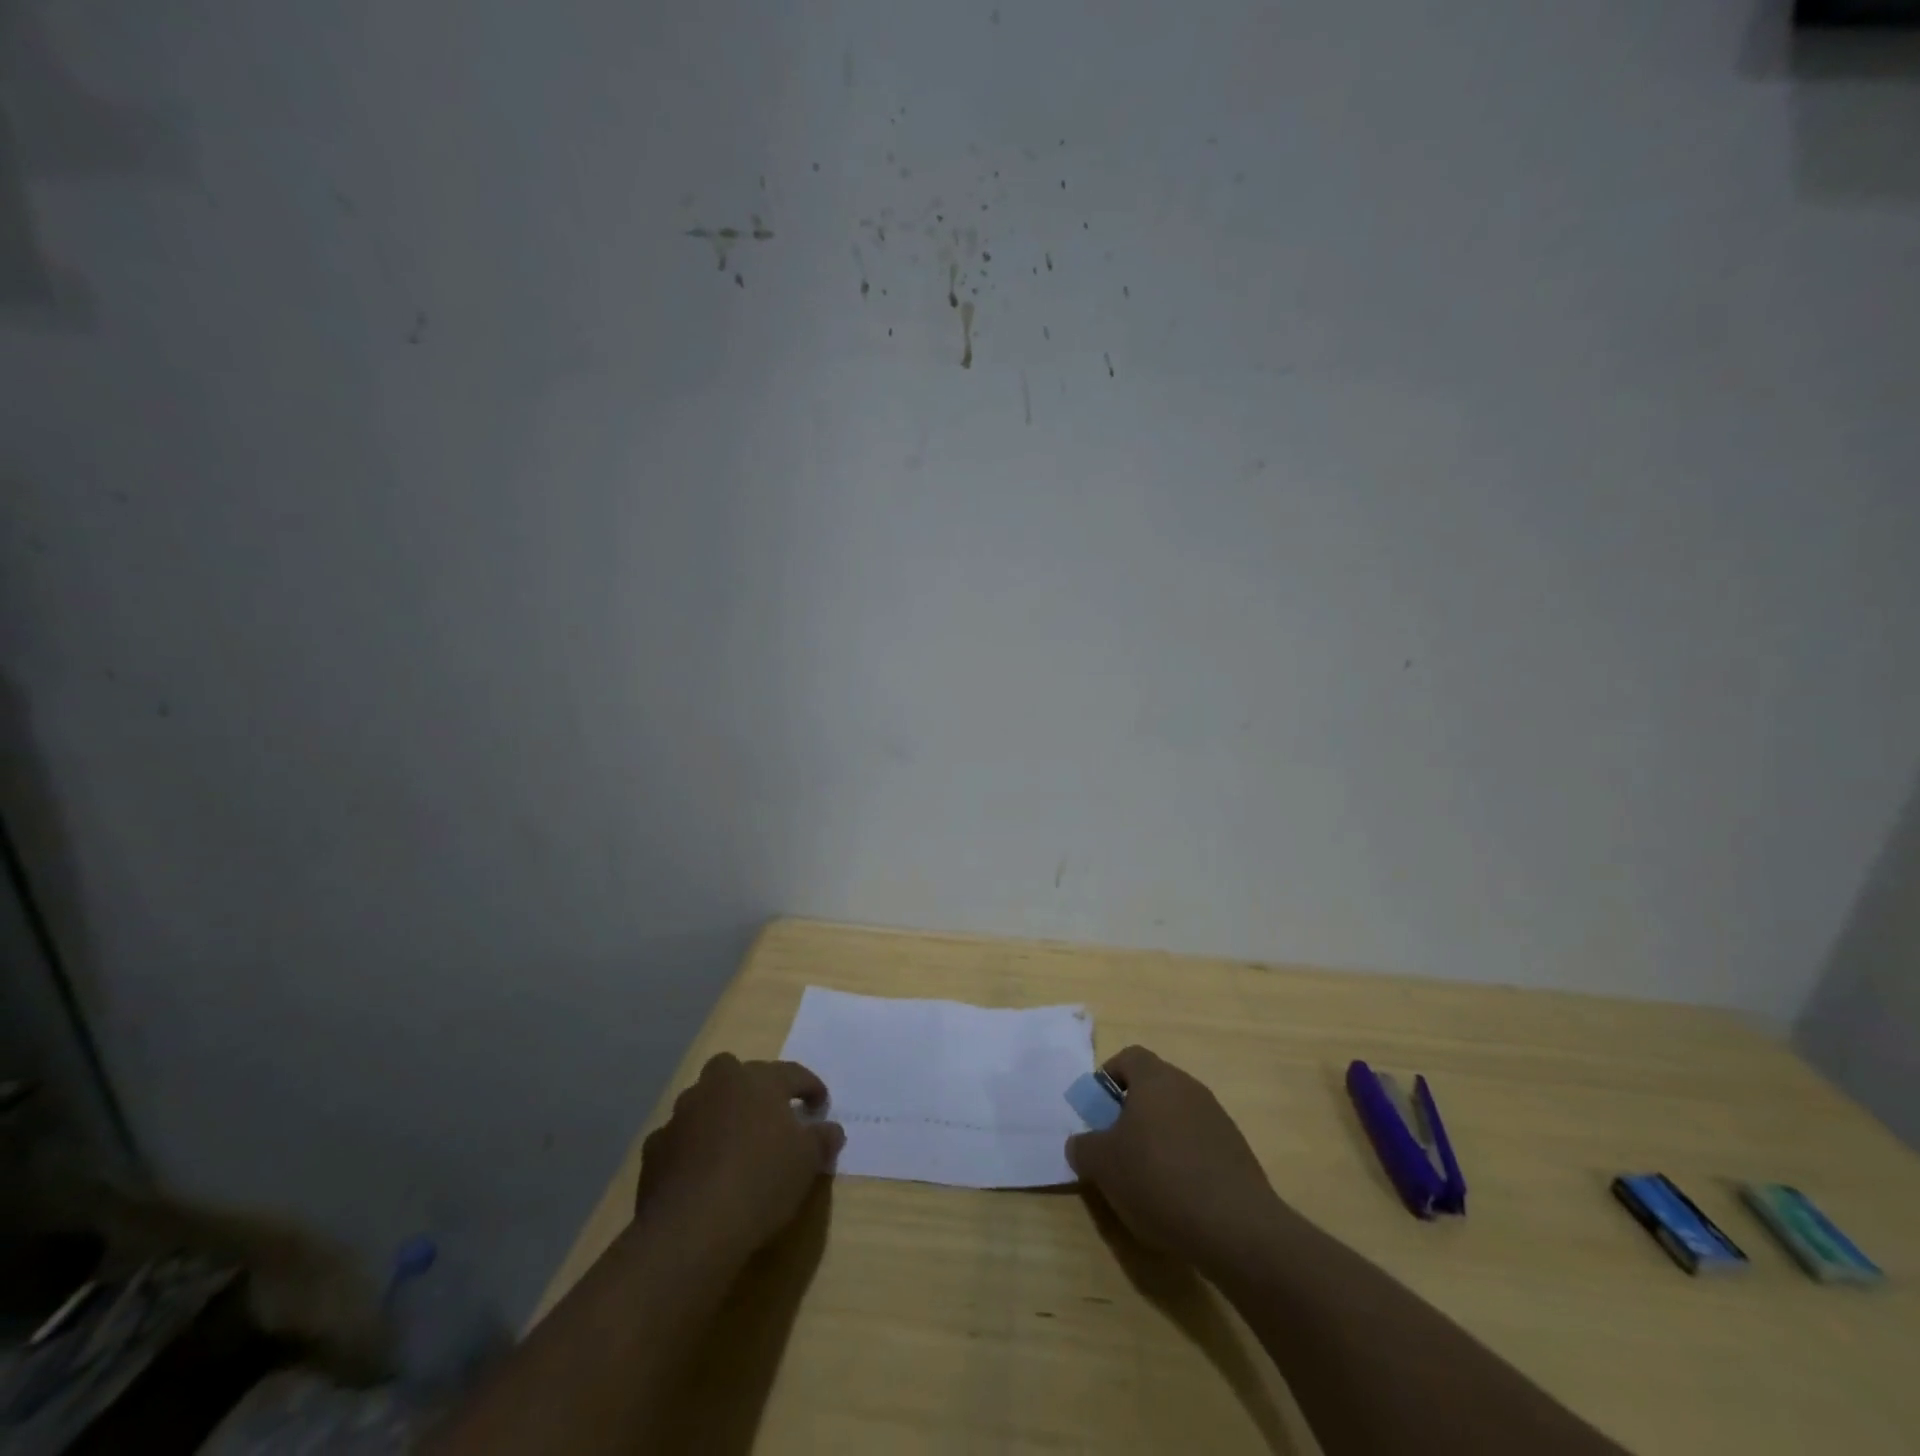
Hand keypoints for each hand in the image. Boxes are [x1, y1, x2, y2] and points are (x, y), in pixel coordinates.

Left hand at [634, 1053, 844, 1258]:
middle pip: (735, 1070)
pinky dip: (690, 1148)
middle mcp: (718, 1086)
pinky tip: (700, 1172)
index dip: (811, 1088)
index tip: (820, 1105)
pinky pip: (679, 1138)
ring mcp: (682, 1114)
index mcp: (758, 1080)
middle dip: (751, 1086)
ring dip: (718, 1115)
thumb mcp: (807, 1162)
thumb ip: (822, 1139)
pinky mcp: (655, 1148)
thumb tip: (831, 1130)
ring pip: (704, 1101)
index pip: (793, 1073)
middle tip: (767, 1113)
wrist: (691, 1228)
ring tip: (732, 1144)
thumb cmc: (761, 1181)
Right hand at [1066, 1046, 1279, 1269]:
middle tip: (1117, 1147)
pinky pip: (1199, 1144)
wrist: (1235, 1226)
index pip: (1128, 1057)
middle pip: (1153, 1087)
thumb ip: (1083, 1147)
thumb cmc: (1158, 1179)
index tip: (1099, 1110)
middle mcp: (1188, 1087)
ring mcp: (1217, 1118)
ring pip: (1177, 1116)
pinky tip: (1179, 1197)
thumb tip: (1081, 1143)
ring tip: (1147, 1179)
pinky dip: (1184, 1160)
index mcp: (1156, 1079)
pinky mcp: (1236, 1151)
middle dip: (1132, 1112)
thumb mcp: (1103, 1165)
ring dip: (1159, 1138)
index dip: (1109, 1078)